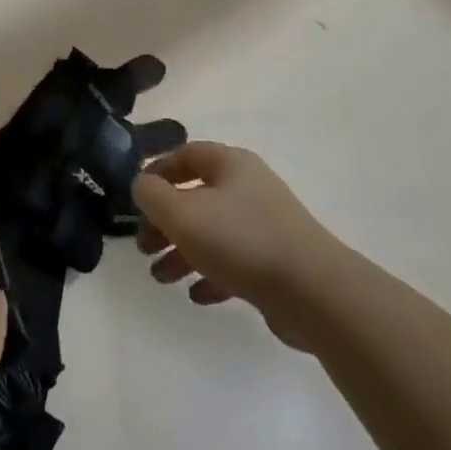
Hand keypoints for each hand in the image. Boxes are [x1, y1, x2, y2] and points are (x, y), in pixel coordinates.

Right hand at [134, 142, 339, 349]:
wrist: (314, 292)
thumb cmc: (240, 240)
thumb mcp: (181, 213)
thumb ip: (151, 194)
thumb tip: (142, 185)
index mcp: (231, 165)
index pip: (186, 154)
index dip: (157, 171)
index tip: (136, 197)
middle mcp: (250, 188)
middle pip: (196, 197)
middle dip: (165, 221)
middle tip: (144, 246)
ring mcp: (267, 226)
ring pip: (213, 232)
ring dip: (182, 252)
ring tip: (162, 278)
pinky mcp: (277, 262)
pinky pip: (235, 262)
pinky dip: (212, 274)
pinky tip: (197, 295)